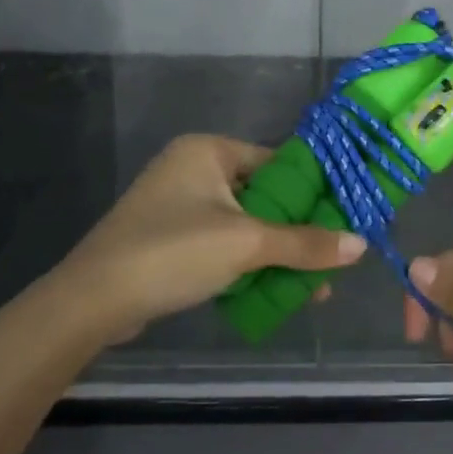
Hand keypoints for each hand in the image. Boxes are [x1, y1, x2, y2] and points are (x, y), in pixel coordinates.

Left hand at [53, 135, 365, 340]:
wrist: (91, 302)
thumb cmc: (173, 252)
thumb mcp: (246, 244)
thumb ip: (305, 243)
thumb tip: (361, 245)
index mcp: (208, 151)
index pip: (277, 162)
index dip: (313, 191)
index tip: (345, 217)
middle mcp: (193, 169)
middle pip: (264, 196)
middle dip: (298, 231)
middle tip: (333, 258)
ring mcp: (178, 205)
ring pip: (245, 224)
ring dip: (276, 253)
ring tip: (314, 284)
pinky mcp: (169, 239)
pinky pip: (222, 243)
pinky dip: (248, 263)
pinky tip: (276, 290)